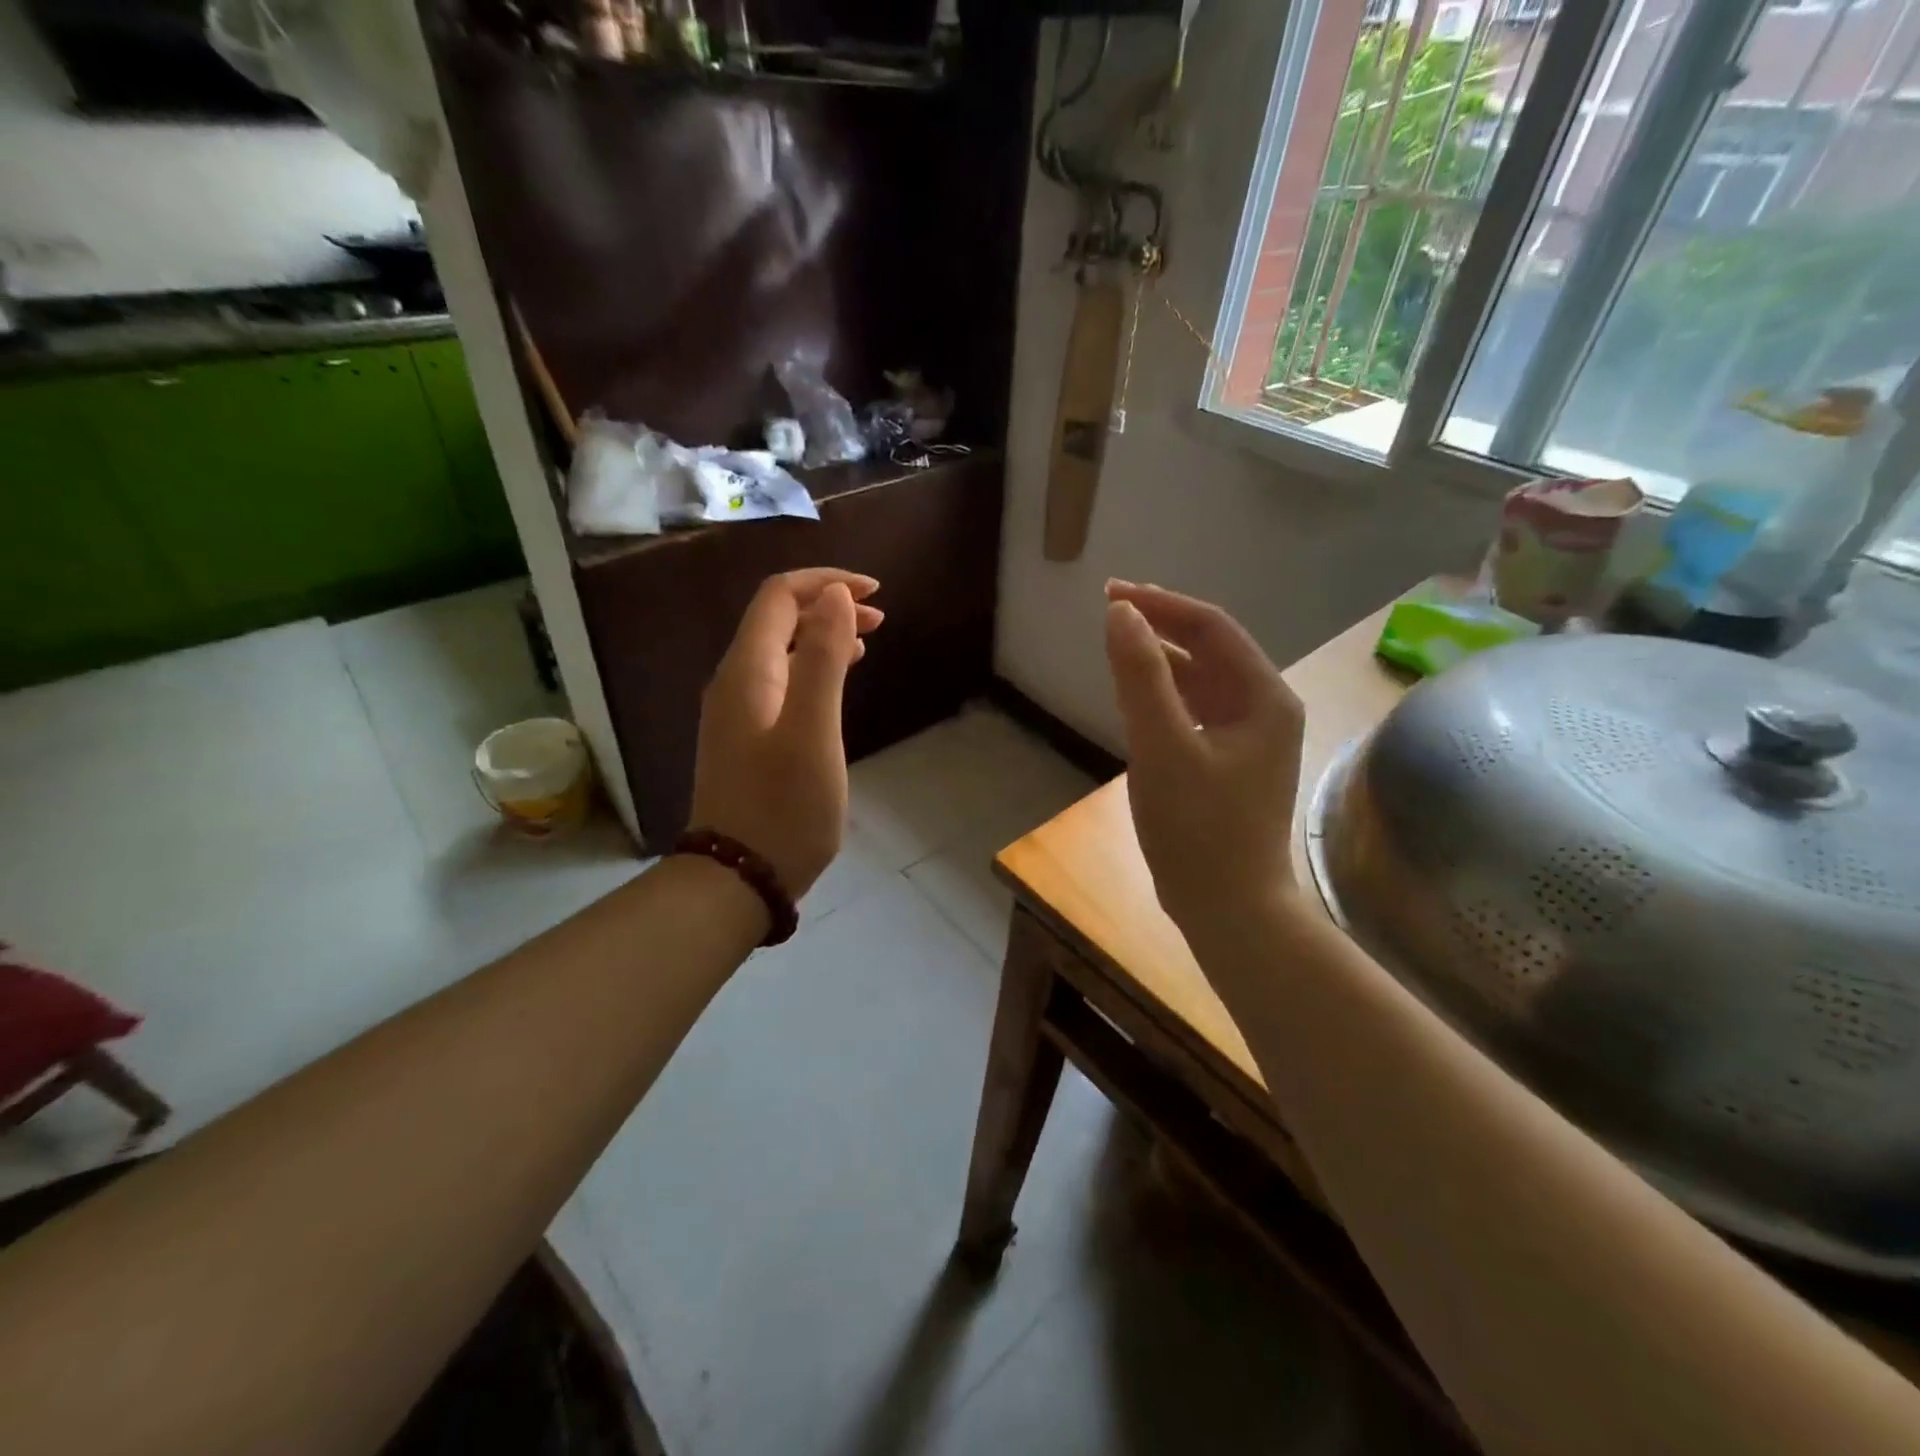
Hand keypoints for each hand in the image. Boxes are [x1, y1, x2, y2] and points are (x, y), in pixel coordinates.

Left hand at [689, 569, 883, 898]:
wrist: (738, 877)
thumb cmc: (783, 807)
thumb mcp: (813, 731)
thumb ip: (822, 659)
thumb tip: (835, 596)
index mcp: (748, 671)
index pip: (779, 597)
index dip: (826, 583)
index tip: (874, 592)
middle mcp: (736, 682)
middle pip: (778, 619)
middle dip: (828, 606)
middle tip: (880, 618)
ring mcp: (739, 712)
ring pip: (782, 651)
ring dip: (823, 636)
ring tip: (867, 640)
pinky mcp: (749, 738)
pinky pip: (782, 682)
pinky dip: (814, 668)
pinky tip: (838, 681)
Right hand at [1103, 580, 1304, 929]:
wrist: (1229, 909)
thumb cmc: (1198, 829)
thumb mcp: (1162, 747)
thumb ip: (1141, 676)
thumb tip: (1120, 612)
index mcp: (1264, 697)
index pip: (1212, 627)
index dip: (1161, 603)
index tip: (1110, 593)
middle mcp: (1266, 708)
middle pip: (1210, 649)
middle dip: (1161, 626)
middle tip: (1110, 612)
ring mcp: (1251, 737)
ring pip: (1202, 680)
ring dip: (1161, 659)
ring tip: (1118, 646)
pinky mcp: (1231, 762)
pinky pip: (1197, 711)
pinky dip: (1166, 695)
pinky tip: (1137, 697)